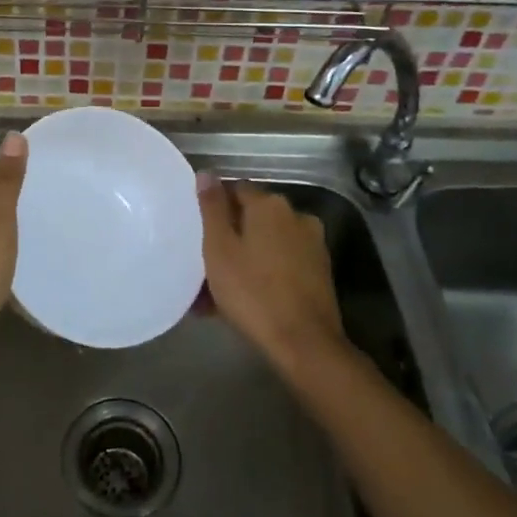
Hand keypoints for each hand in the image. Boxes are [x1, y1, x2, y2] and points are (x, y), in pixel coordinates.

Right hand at [198, 174, 348, 373]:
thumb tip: (207, 173)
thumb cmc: (252, 292)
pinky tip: (243, 299)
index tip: (197, 230)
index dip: (215, 207)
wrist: (304, 343)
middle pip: (253, 218)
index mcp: (270, 205)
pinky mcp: (319, 272)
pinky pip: (280, 264)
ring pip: (266, 244)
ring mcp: (312, 245)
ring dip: (243, 259)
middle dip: (229, 237)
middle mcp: (296, 217)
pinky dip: (261, 274)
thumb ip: (212, 208)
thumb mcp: (219, 248)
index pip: (235, 189)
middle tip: (203, 264)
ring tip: (217, 290)